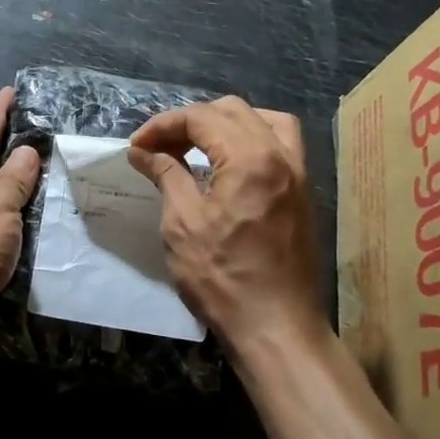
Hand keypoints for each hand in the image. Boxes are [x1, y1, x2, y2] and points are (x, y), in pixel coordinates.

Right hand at [127, 97, 326, 360]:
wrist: (276, 328)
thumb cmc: (222, 279)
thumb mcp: (182, 224)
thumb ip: (167, 175)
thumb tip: (143, 151)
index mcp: (250, 158)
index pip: (201, 117)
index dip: (163, 126)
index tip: (136, 147)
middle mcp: (281, 154)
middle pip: (233, 110)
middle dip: (190, 121)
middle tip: (159, 147)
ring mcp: (298, 173)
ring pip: (264, 120)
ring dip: (226, 123)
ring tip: (197, 145)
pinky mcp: (303, 192)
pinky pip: (281, 143)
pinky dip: (251, 139)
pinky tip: (228, 163)